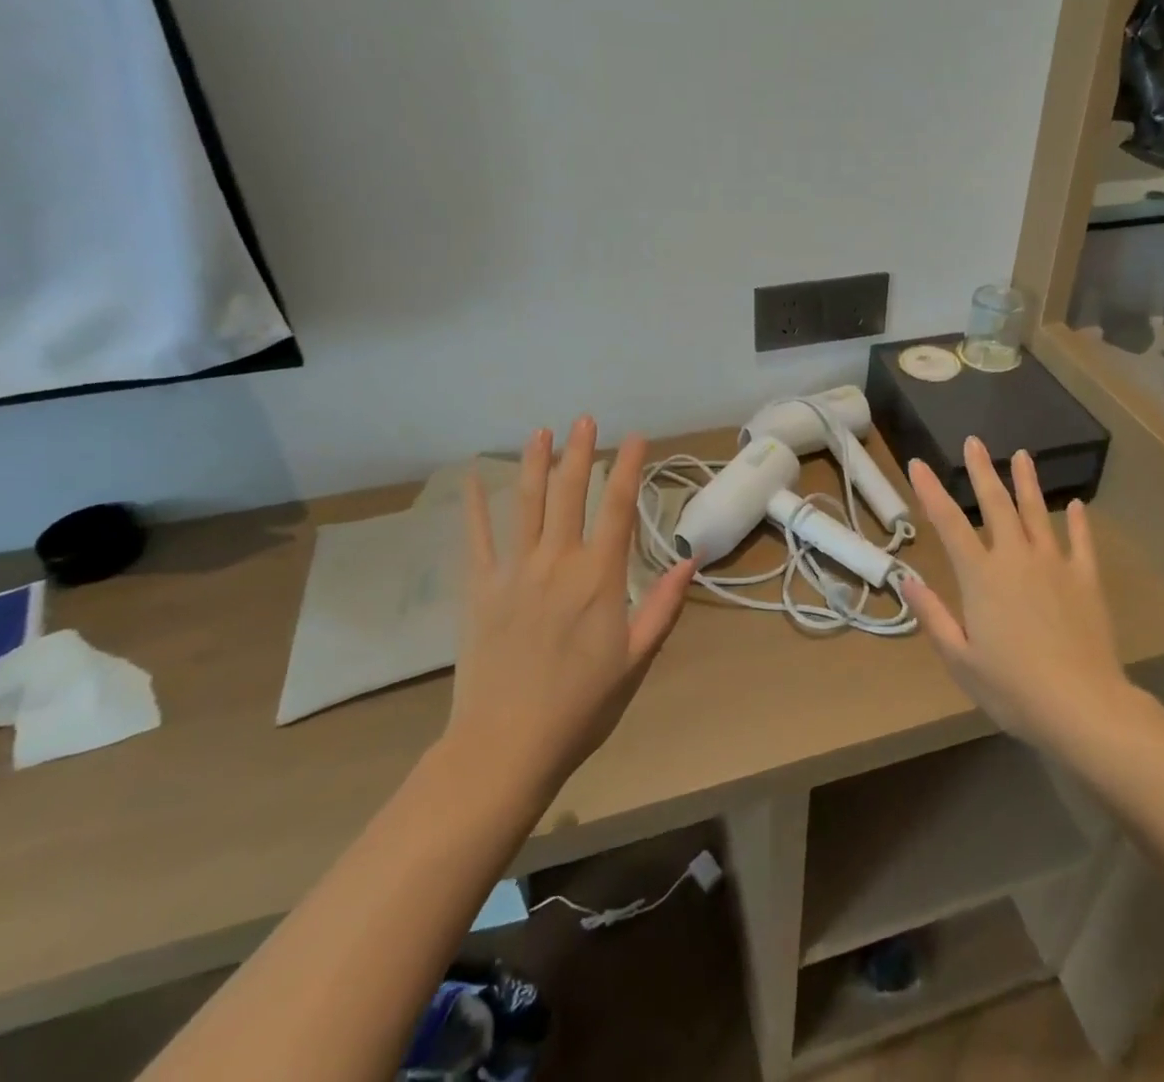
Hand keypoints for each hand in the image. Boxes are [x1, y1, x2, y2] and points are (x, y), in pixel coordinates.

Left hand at [442, 417, 693, 794]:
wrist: (506, 745)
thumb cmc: (581, 705)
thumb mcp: (636, 660)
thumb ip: (663, 606)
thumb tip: (690, 560)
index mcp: (599, 577)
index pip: (619, 508)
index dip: (629, 468)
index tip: (636, 437)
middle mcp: (557, 561)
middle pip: (570, 493)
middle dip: (580, 452)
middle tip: (584, 419)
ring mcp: (514, 571)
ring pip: (526, 504)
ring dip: (535, 464)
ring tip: (540, 431)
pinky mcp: (480, 588)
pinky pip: (477, 537)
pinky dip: (476, 505)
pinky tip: (473, 477)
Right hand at [899, 438, 1139, 756]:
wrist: (1083, 706)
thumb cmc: (1012, 688)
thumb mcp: (959, 659)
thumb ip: (932, 615)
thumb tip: (906, 579)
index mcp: (981, 576)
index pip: (948, 523)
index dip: (930, 491)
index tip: (918, 463)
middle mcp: (1015, 558)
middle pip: (996, 505)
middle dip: (982, 471)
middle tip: (974, 442)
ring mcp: (1054, 565)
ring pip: (1037, 513)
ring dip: (1027, 482)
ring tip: (1022, 455)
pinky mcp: (1086, 580)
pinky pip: (1081, 542)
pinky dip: (1078, 522)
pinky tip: (1076, 505)